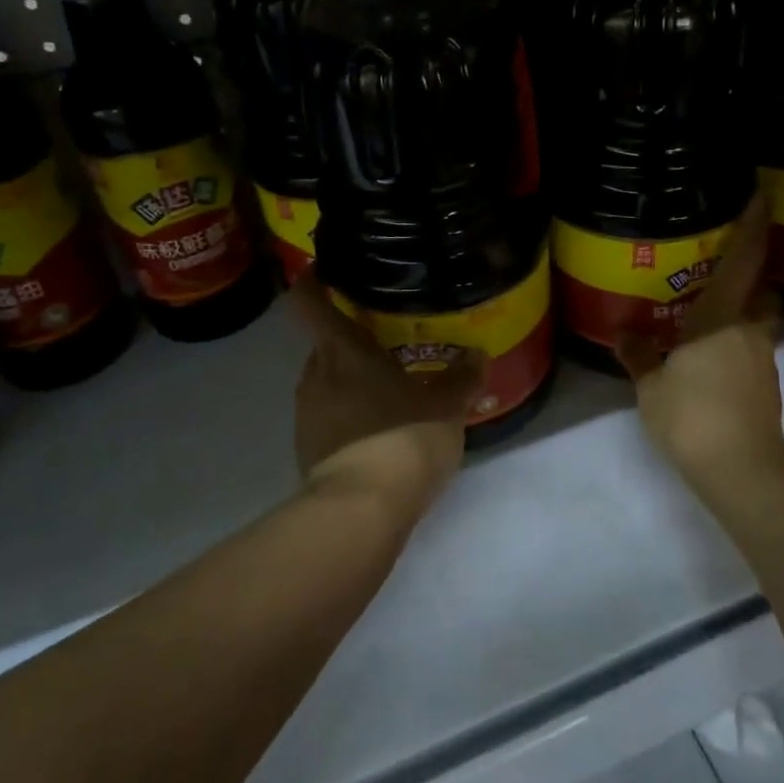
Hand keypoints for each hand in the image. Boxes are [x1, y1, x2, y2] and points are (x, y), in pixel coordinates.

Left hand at [291, 270, 486, 512]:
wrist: (361, 511)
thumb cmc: (403, 437)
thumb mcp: (446, 405)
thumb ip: (462, 376)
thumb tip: (477, 353)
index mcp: (341, 351)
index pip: (309, 301)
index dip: (313, 280)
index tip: (329, 271)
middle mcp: (315, 375)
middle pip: (325, 344)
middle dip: (352, 342)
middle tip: (389, 342)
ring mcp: (306, 415)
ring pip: (328, 383)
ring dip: (353, 383)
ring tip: (391, 391)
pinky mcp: (307, 451)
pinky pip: (329, 419)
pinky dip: (350, 417)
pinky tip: (382, 433)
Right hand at [617, 194, 783, 493]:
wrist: (741, 471)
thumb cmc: (692, 418)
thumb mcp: (651, 386)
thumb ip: (639, 355)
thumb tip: (625, 333)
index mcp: (722, 318)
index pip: (745, 260)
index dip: (754, 224)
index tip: (762, 194)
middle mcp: (750, 329)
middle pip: (759, 288)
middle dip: (748, 271)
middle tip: (719, 262)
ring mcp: (762, 358)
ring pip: (756, 317)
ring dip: (741, 307)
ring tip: (707, 308)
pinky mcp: (765, 384)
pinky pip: (750, 344)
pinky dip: (736, 337)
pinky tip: (708, 351)